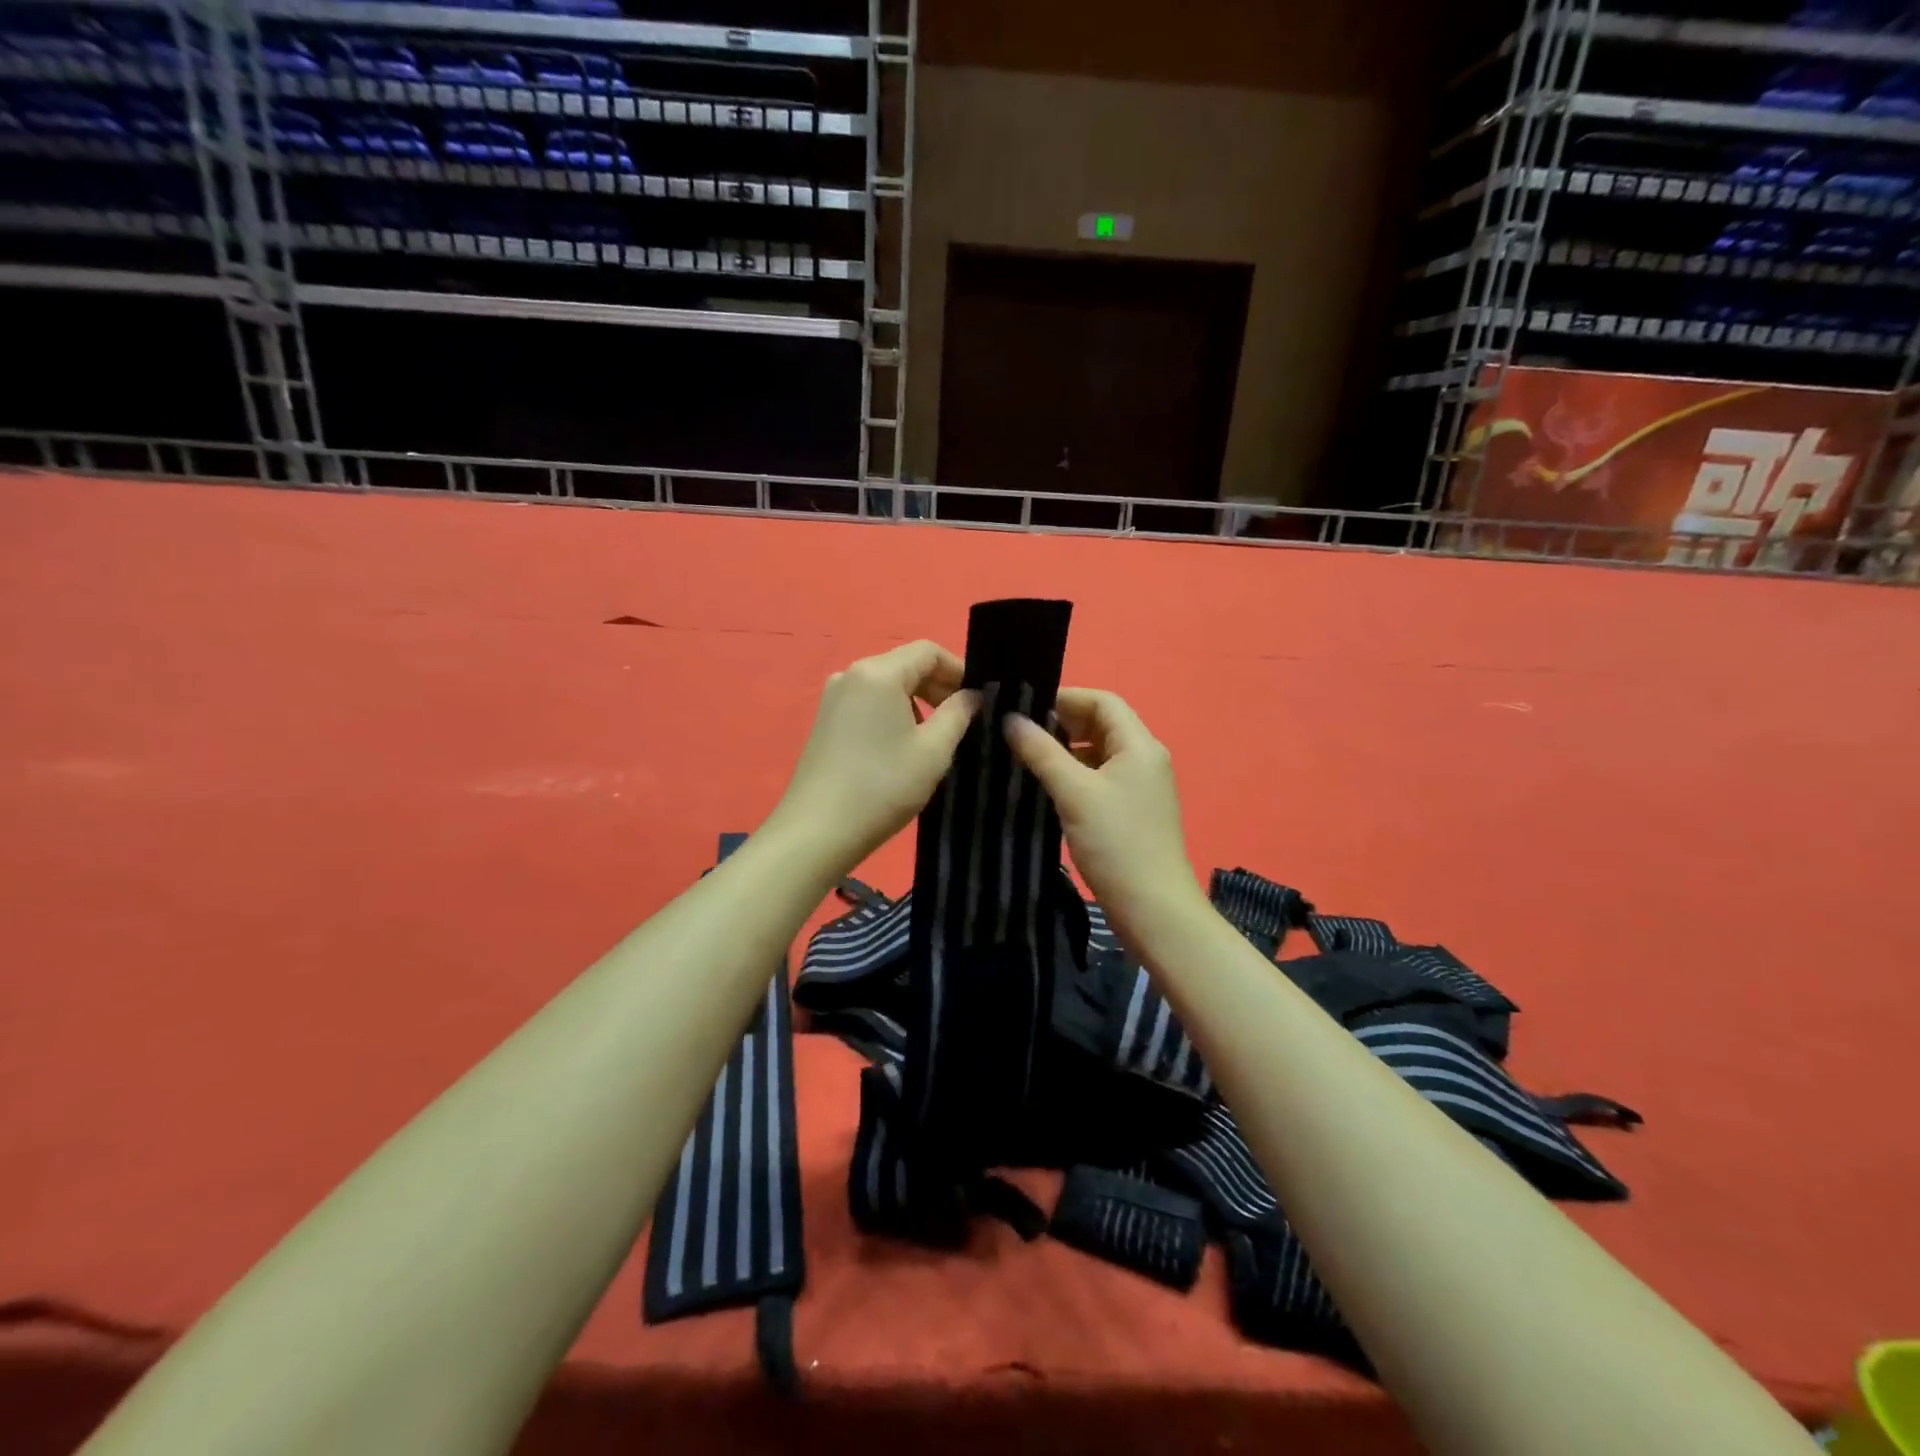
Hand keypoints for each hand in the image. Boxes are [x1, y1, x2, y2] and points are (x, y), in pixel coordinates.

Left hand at [764, 641, 979, 875]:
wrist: (818, 830)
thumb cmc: (883, 786)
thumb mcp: (934, 751)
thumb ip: (959, 713)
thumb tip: (972, 695)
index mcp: (879, 673)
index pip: (928, 651)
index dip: (959, 669)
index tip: (978, 699)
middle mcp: (851, 674)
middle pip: (905, 664)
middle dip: (938, 686)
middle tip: (963, 720)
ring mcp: (833, 697)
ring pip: (886, 685)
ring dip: (916, 701)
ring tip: (935, 738)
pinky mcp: (825, 720)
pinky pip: (868, 702)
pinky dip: (892, 713)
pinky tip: (901, 747)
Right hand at [1005, 689, 1205, 950]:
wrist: (1153, 909)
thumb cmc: (1116, 843)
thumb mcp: (1074, 792)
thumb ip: (1041, 751)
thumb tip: (1011, 718)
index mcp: (1139, 745)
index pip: (1103, 701)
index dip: (1065, 697)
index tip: (1024, 706)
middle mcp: (1145, 758)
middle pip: (1101, 725)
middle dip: (1061, 723)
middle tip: (1018, 732)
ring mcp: (1140, 786)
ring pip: (1098, 753)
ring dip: (1065, 750)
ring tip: (1024, 757)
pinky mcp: (1131, 811)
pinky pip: (1100, 778)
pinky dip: (1074, 775)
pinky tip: (1046, 786)